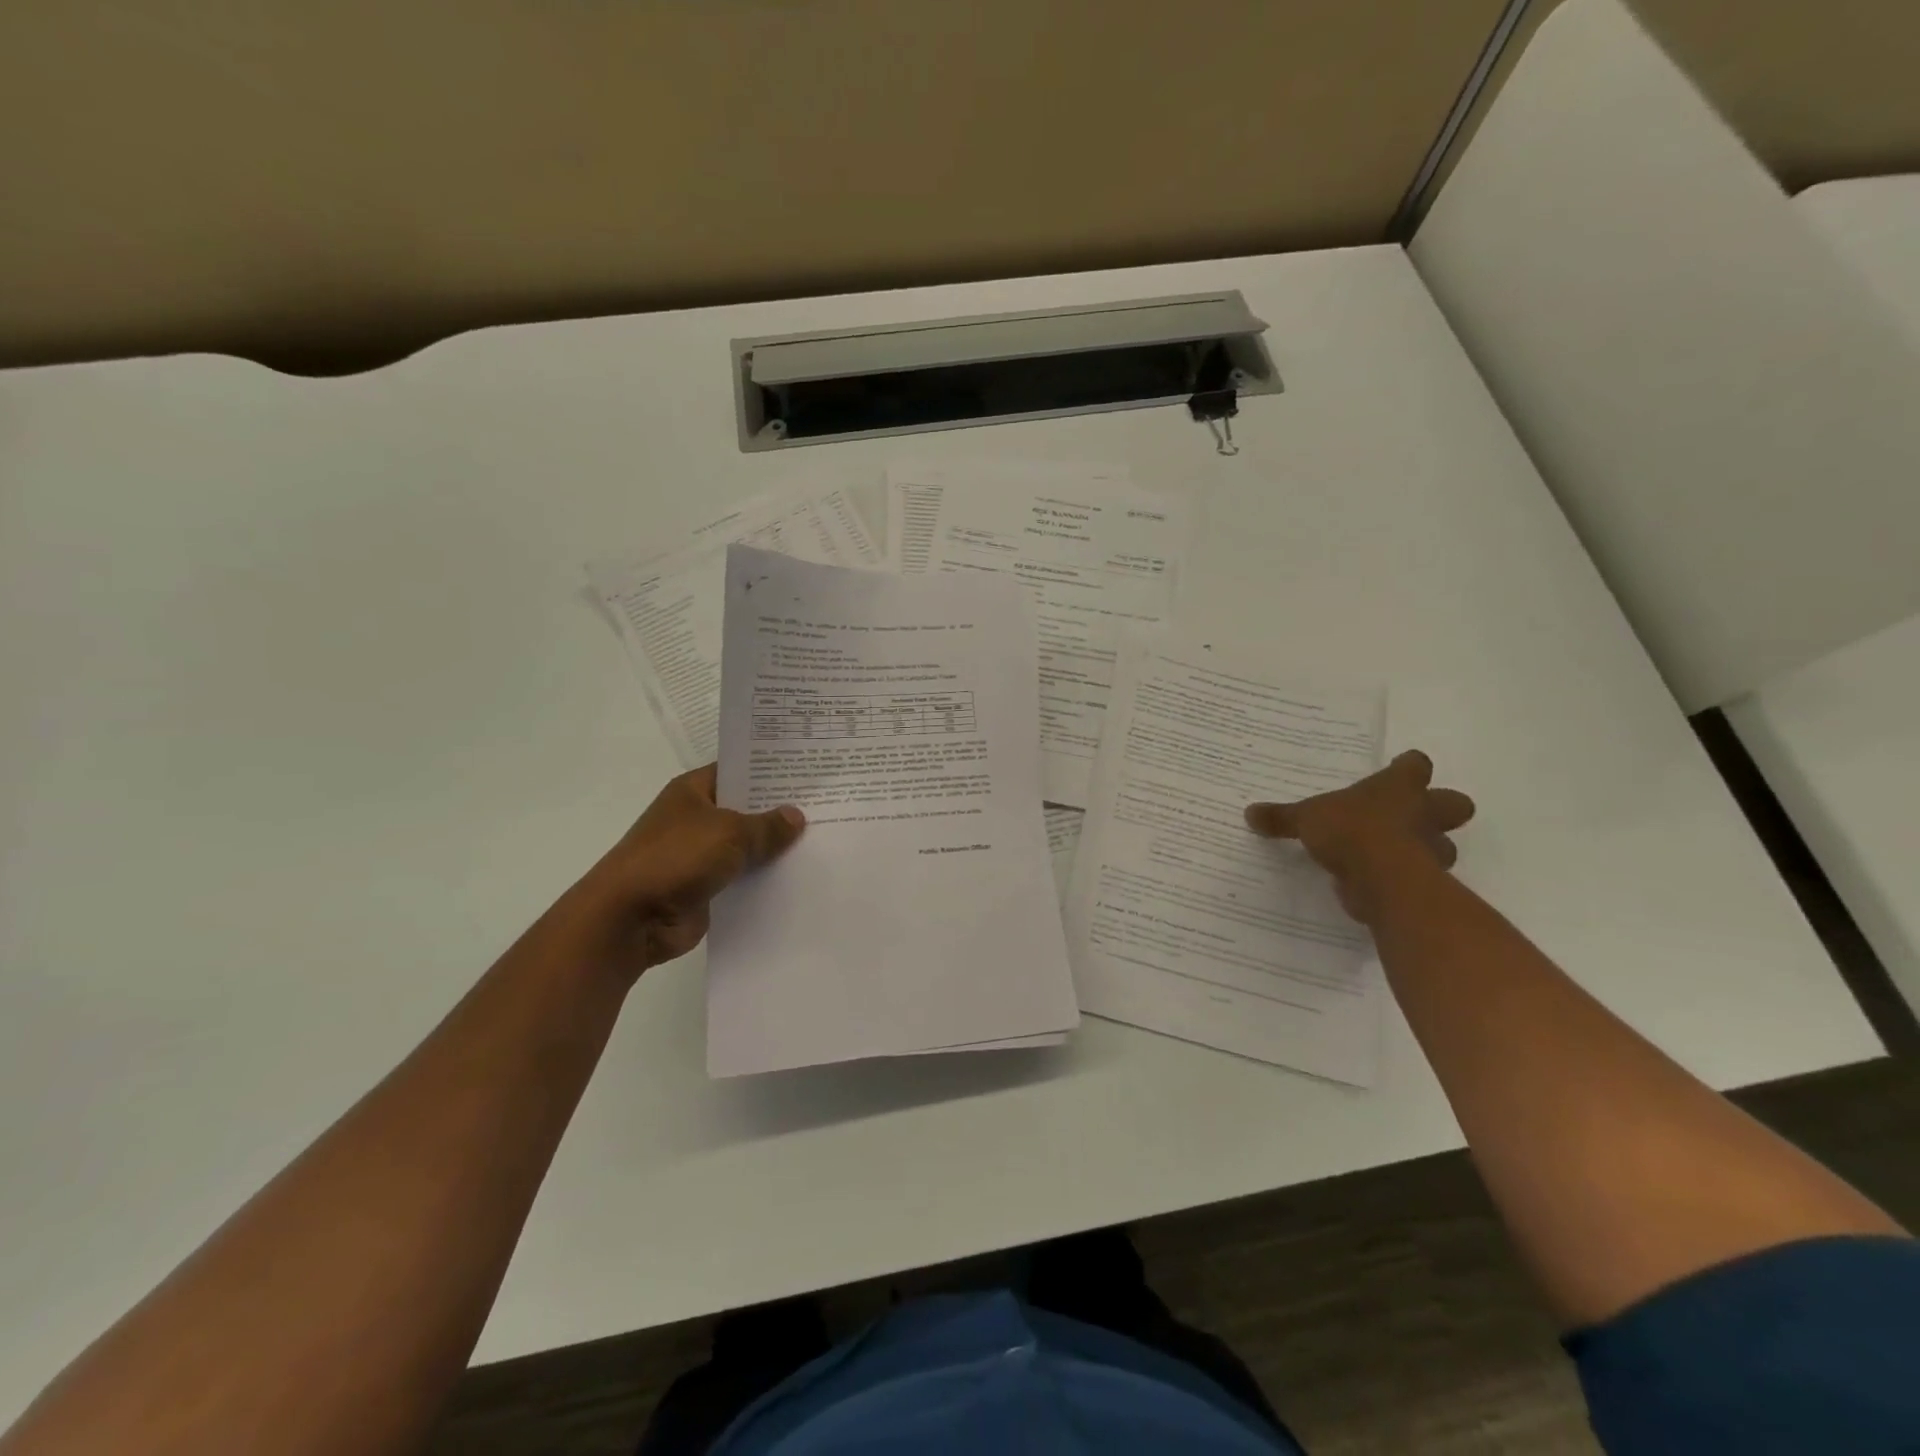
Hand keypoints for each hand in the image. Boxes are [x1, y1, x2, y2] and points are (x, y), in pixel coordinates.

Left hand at [570, 765, 804, 981]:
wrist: (630, 918)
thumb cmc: (676, 858)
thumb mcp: (730, 833)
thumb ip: (767, 826)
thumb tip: (797, 816)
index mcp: (694, 791)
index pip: (739, 771)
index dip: (772, 770)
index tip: (810, 771)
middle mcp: (697, 818)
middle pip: (747, 809)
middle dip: (781, 811)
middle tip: (829, 806)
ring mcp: (700, 854)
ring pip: (747, 846)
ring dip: (776, 849)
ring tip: (824, 841)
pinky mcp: (706, 888)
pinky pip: (743, 878)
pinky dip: (765, 879)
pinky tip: (801, 876)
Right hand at [1245, 750, 1473, 922]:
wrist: (1383, 879)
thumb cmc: (1350, 831)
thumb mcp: (1305, 819)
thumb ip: (1281, 817)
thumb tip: (1250, 813)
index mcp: (1398, 788)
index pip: (1415, 766)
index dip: (1408, 767)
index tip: (1399, 769)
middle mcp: (1424, 814)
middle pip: (1454, 803)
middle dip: (1441, 809)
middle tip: (1413, 816)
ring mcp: (1431, 850)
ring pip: (1444, 846)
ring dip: (1426, 849)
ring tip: (1394, 856)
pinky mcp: (1426, 883)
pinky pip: (1422, 878)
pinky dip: (1405, 880)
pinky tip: (1380, 884)